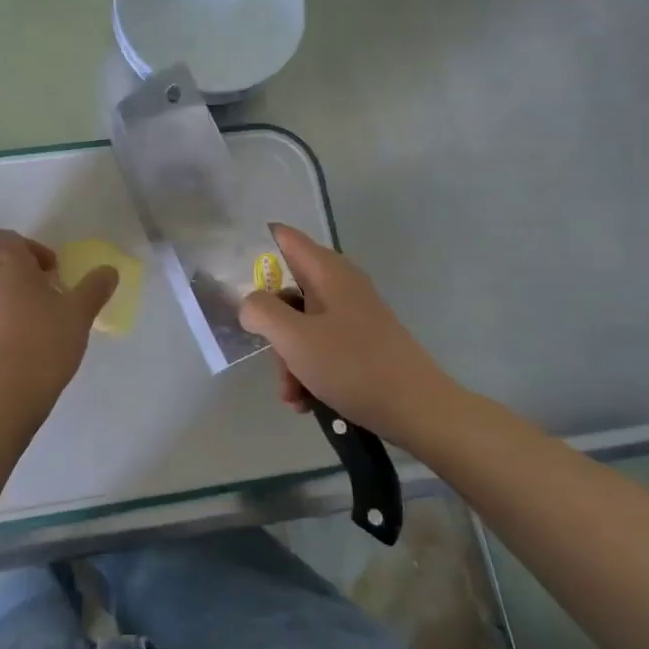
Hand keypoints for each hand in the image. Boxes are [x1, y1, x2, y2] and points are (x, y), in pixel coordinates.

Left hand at [0, 230, 117, 405]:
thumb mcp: (79, 313)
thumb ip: (94, 287)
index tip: (51, 274)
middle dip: (15, 278)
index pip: (10, 238)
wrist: (4, 392)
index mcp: (7, 264)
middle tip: (41, 302)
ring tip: (23, 327)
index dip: (31, 251)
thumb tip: (109, 270)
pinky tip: (7, 348)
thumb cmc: (45, 341)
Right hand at [238, 224, 464, 444]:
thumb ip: (261, 311)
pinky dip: (308, 370)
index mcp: (327, 271)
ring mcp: (352, 315)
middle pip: (287, 288)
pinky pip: (320, 346)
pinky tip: (306, 401)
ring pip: (300, 324)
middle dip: (270, 325)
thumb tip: (249, 303)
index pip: (282, 238)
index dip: (253, 250)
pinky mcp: (360, 343)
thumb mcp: (294, 338)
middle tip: (267, 353)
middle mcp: (340, 285)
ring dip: (288, 358)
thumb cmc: (353, 366)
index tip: (230, 278)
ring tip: (292, 395)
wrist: (419, 410)